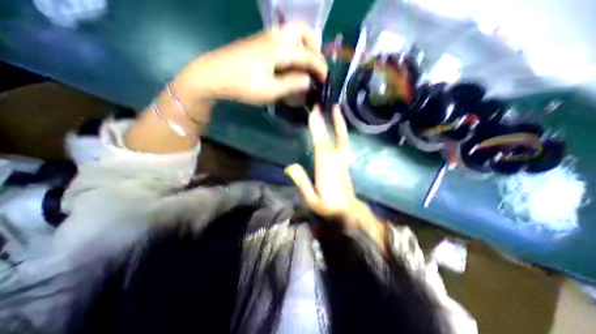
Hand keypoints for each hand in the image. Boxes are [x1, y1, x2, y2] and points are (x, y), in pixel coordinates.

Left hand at [176, 22, 328, 104]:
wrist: (213, 75)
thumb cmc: (242, 86)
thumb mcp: (269, 91)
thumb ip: (291, 85)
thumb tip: (308, 81)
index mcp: (278, 49)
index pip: (307, 55)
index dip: (319, 67)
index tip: (325, 79)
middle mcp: (274, 37)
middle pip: (302, 30)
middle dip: (314, 46)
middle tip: (314, 65)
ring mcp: (265, 38)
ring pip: (292, 33)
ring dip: (304, 46)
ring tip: (304, 66)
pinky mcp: (259, 43)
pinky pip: (283, 39)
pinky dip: (293, 49)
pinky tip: (289, 65)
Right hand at [286, 106, 388, 248]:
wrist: (347, 213)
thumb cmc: (328, 208)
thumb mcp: (311, 200)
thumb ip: (302, 182)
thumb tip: (289, 166)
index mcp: (326, 170)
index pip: (321, 145)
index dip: (318, 128)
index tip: (314, 113)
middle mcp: (336, 162)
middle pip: (333, 138)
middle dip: (330, 120)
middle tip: (328, 104)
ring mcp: (343, 162)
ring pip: (343, 139)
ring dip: (340, 124)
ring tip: (337, 109)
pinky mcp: (345, 163)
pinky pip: (344, 144)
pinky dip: (342, 133)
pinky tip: (340, 127)